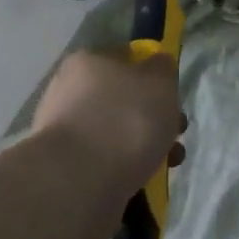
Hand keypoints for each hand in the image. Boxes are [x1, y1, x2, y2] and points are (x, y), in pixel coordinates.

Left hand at [31, 50, 185, 238]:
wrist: (82, 181)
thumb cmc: (126, 121)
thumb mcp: (159, 82)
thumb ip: (163, 69)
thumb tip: (157, 65)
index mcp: (88, 61)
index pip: (127, 58)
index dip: (154, 74)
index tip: (172, 97)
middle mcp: (69, 90)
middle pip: (123, 98)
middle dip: (153, 117)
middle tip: (174, 134)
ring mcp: (65, 130)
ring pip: (117, 131)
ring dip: (144, 145)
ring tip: (166, 163)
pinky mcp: (66, 166)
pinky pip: (106, 160)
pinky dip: (126, 167)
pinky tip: (144, 180)